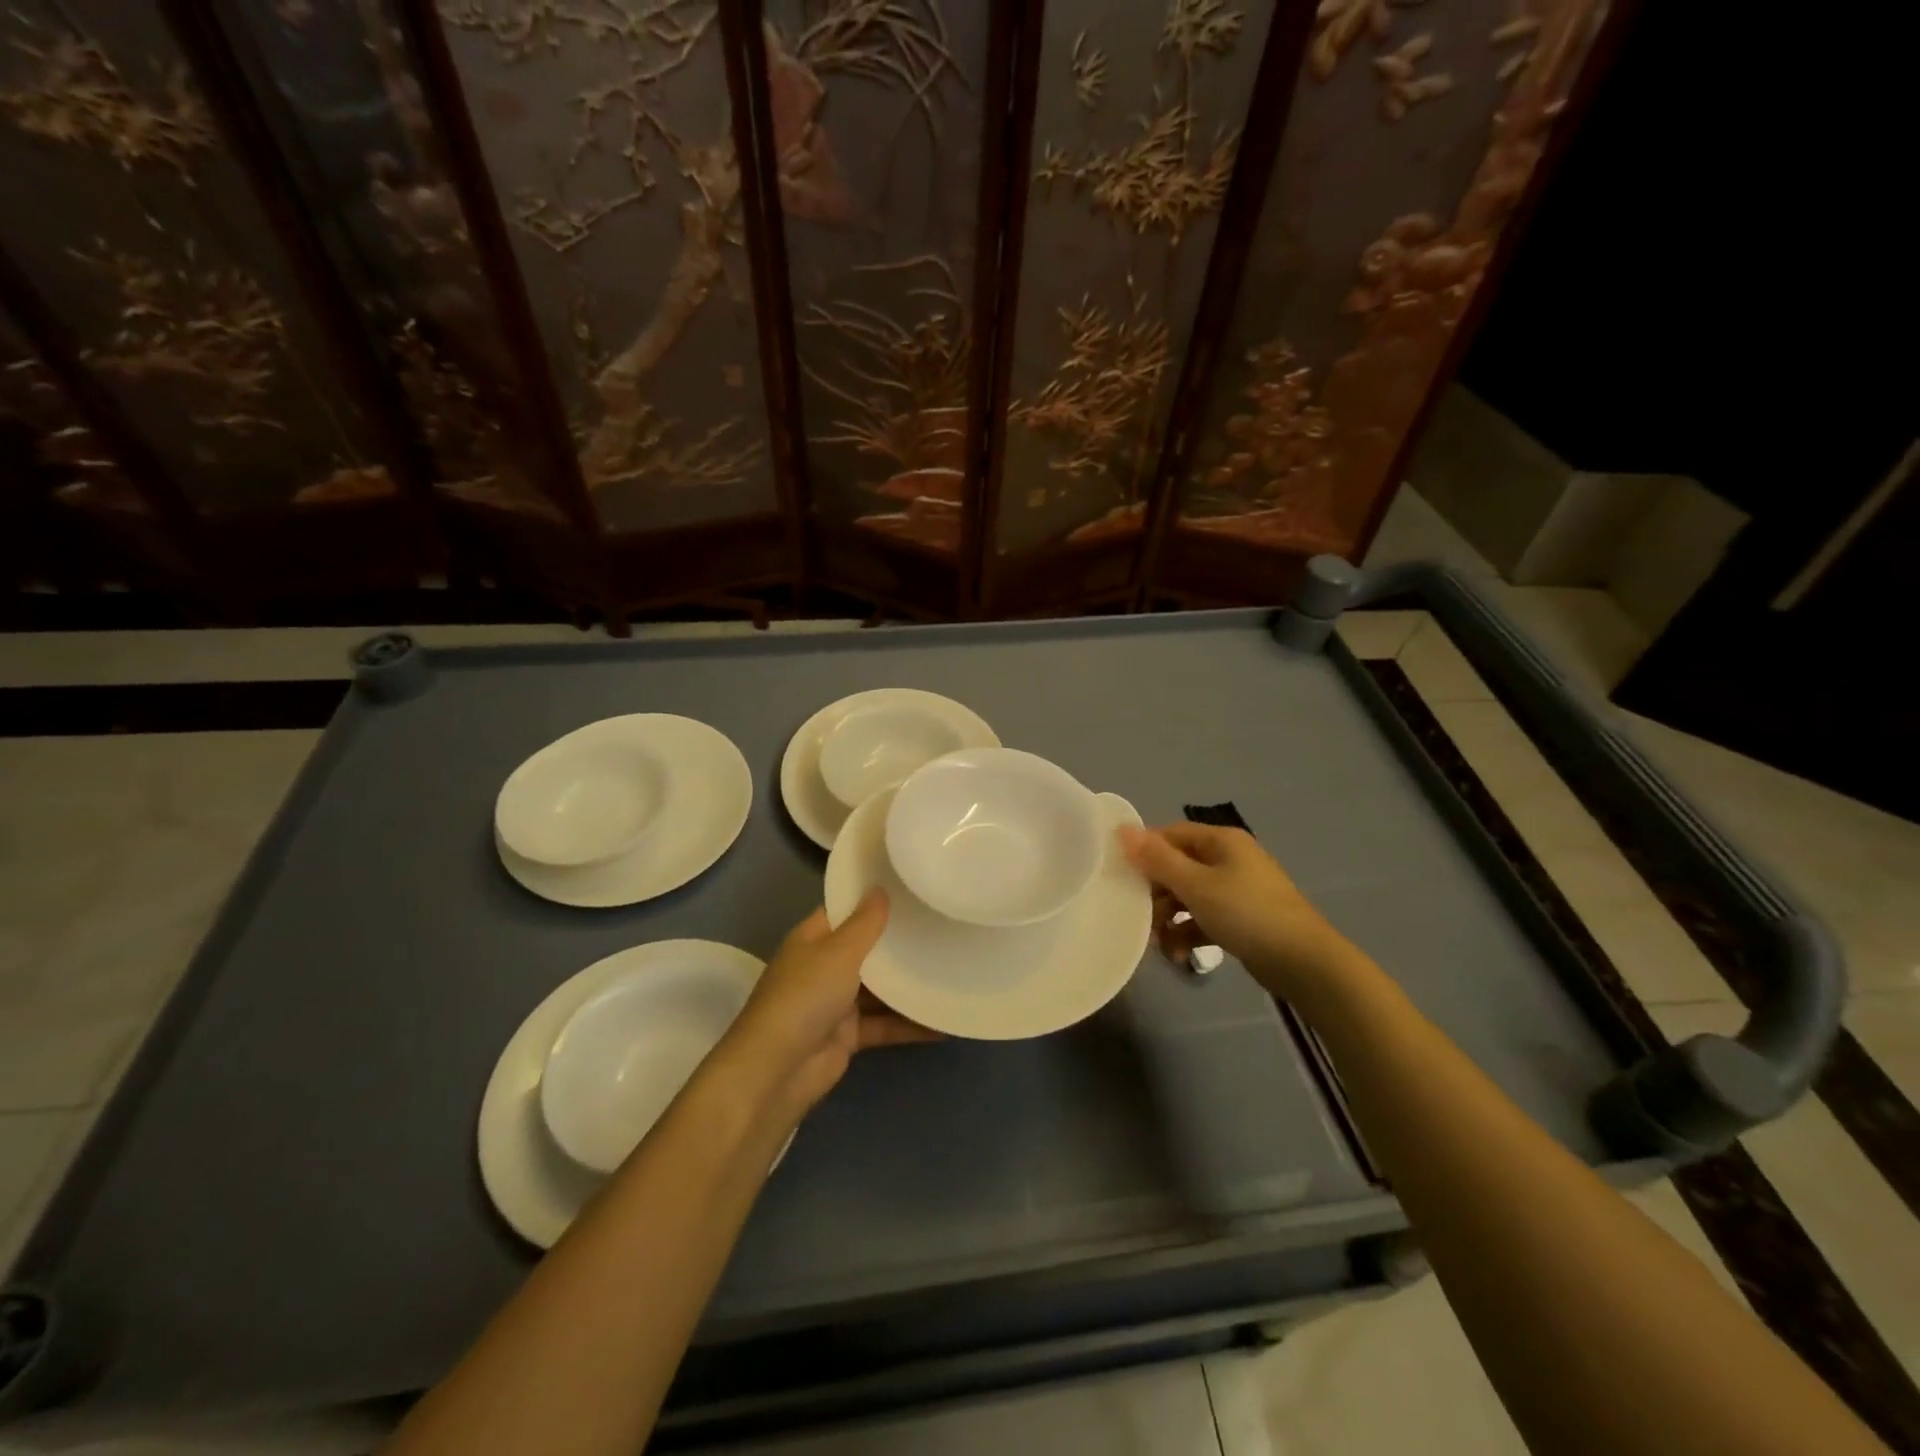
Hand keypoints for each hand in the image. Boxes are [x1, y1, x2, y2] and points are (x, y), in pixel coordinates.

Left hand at [721, 892, 936, 1121]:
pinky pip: (884, 1024)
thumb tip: (880, 889)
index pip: (844, 909)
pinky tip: (942, 1023)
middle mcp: (823, 966)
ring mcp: (835, 1003)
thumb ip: (865, 923)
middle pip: (865, 948)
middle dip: (897, 941)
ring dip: (907, 984)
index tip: (909, 886)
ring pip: (878, 989)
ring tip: (949, 969)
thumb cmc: (805, 996)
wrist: (777, 1071)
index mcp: (813, 939)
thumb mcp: (839, 951)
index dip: (872, 898)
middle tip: (940, 923)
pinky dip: (909, 1025)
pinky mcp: (848, 1036)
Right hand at [1118, 822, 1360, 998]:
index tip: (1121, 877)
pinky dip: (1189, 933)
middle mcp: (1228, 859)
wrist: (1304, 963)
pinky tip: (1180, 955)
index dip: (1144, 852)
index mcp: (1220, 841)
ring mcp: (1236, 890)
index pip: (1170, 835)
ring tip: (1161, 945)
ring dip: (1169, 919)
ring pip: (1188, 896)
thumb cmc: (1246, 913)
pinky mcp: (1241, 919)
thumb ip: (1157, 859)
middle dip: (1156, 894)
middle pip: (1176, 867)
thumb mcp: (1196, 885)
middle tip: (1140, 918)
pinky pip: (1203, 918)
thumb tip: (1122, 829)